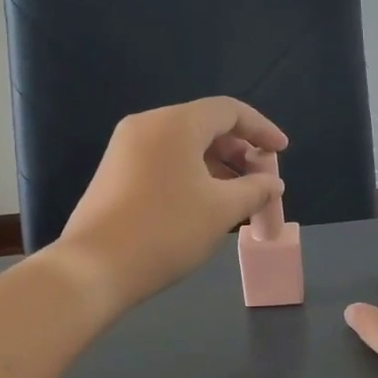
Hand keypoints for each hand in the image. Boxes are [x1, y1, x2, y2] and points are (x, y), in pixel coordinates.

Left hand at [49, 97, 287, 314]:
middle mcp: (147, 125)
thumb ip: (255, 190)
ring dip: (218, 166)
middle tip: (262, 181)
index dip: (262, 128)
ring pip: (184, 146)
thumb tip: (272, 184)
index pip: (229, 110)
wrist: (94, 267)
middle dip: (240, 151)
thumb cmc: (167, 231)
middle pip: (205, 126)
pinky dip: (192, 174)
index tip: (282, 151)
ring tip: (239, 197)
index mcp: (175, 123)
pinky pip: (164, 161)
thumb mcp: (222, 210)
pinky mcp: (115, 173)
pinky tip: (206, 203)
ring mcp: (125, 149)